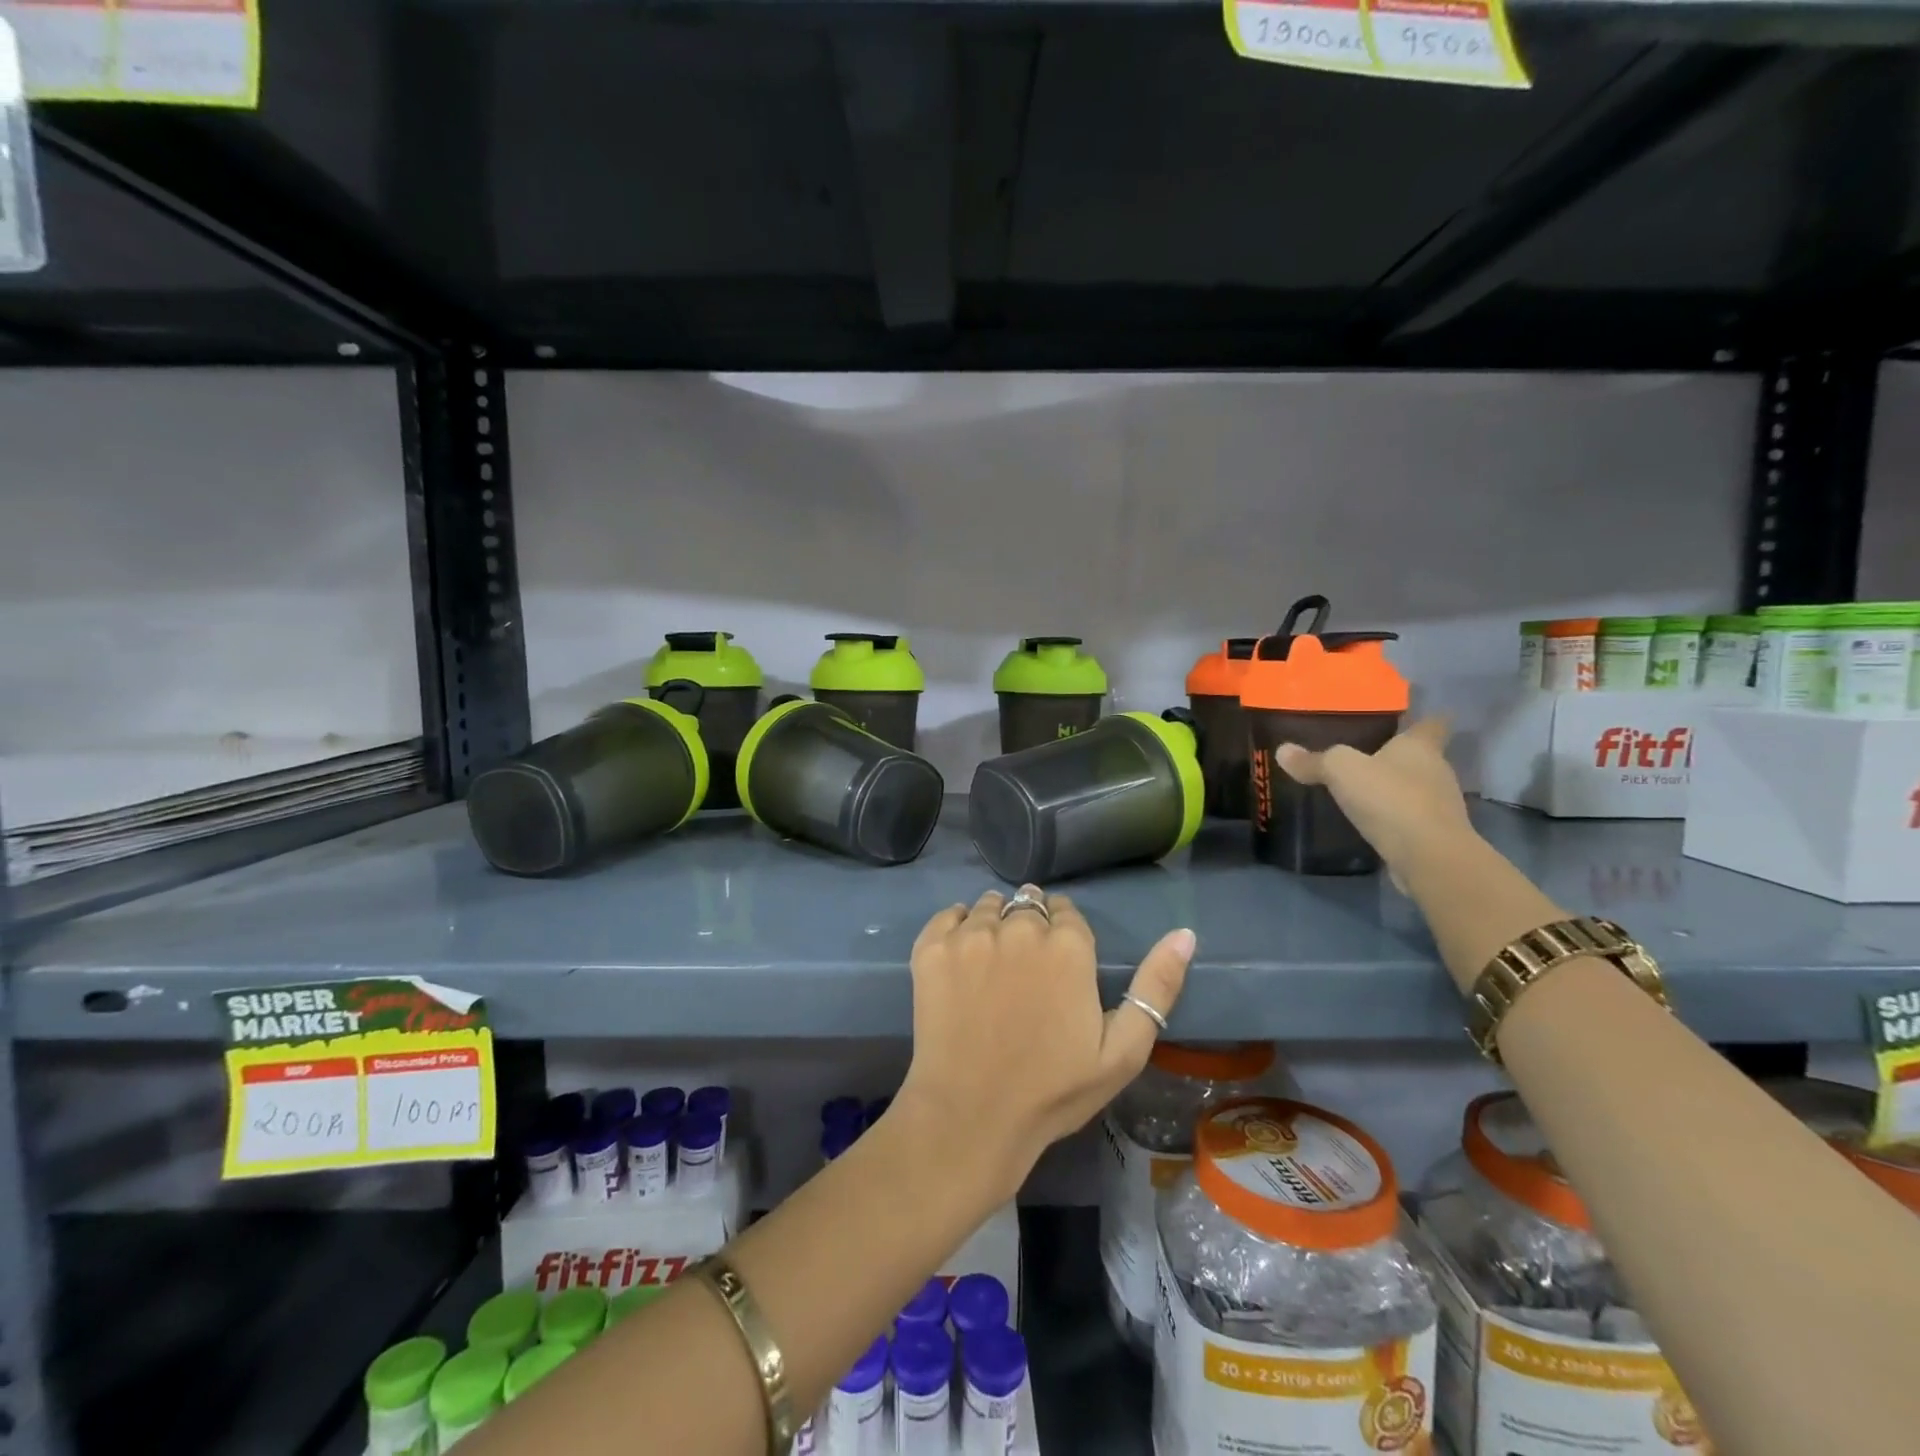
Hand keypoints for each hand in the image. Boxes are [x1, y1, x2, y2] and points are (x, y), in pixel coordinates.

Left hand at [897, 887, 1195, 1201]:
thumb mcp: (1123, 1052)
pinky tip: (961, 960)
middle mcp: (1019, 926)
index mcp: (1068, 946)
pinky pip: (948, 916)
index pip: (1066, 911)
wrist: (970, 1118)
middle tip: (1024, 971)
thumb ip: (1156, 987)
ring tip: (992, 966)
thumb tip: (1185, 933)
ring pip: (988, 906)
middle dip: (1030, 927)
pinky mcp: (932, 948)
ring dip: (994, 924)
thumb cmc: (1052, 1091)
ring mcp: (971, 935)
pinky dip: (956, 928)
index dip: (1063, 934)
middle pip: (1027, 904)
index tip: (1058, 963)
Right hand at [1274, 717, 1474, 884]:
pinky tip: (1370, 821)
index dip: (1423, 720)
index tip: (1409, 720)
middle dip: (1398, 757)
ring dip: (1396, 789)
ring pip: (1417, 788)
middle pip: (1422, 757)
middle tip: (1366, 756)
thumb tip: (1282, 751)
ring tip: (1363, 790)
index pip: (1433, 724)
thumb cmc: (1390, 798)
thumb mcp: (1340, 770)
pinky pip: (1411, 818)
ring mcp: (1440, 805)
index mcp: (1421, 746)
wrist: (1428, 856)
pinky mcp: (1434, 835)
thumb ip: (1314, 760)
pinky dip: (1395, 818)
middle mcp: (1438, 771)